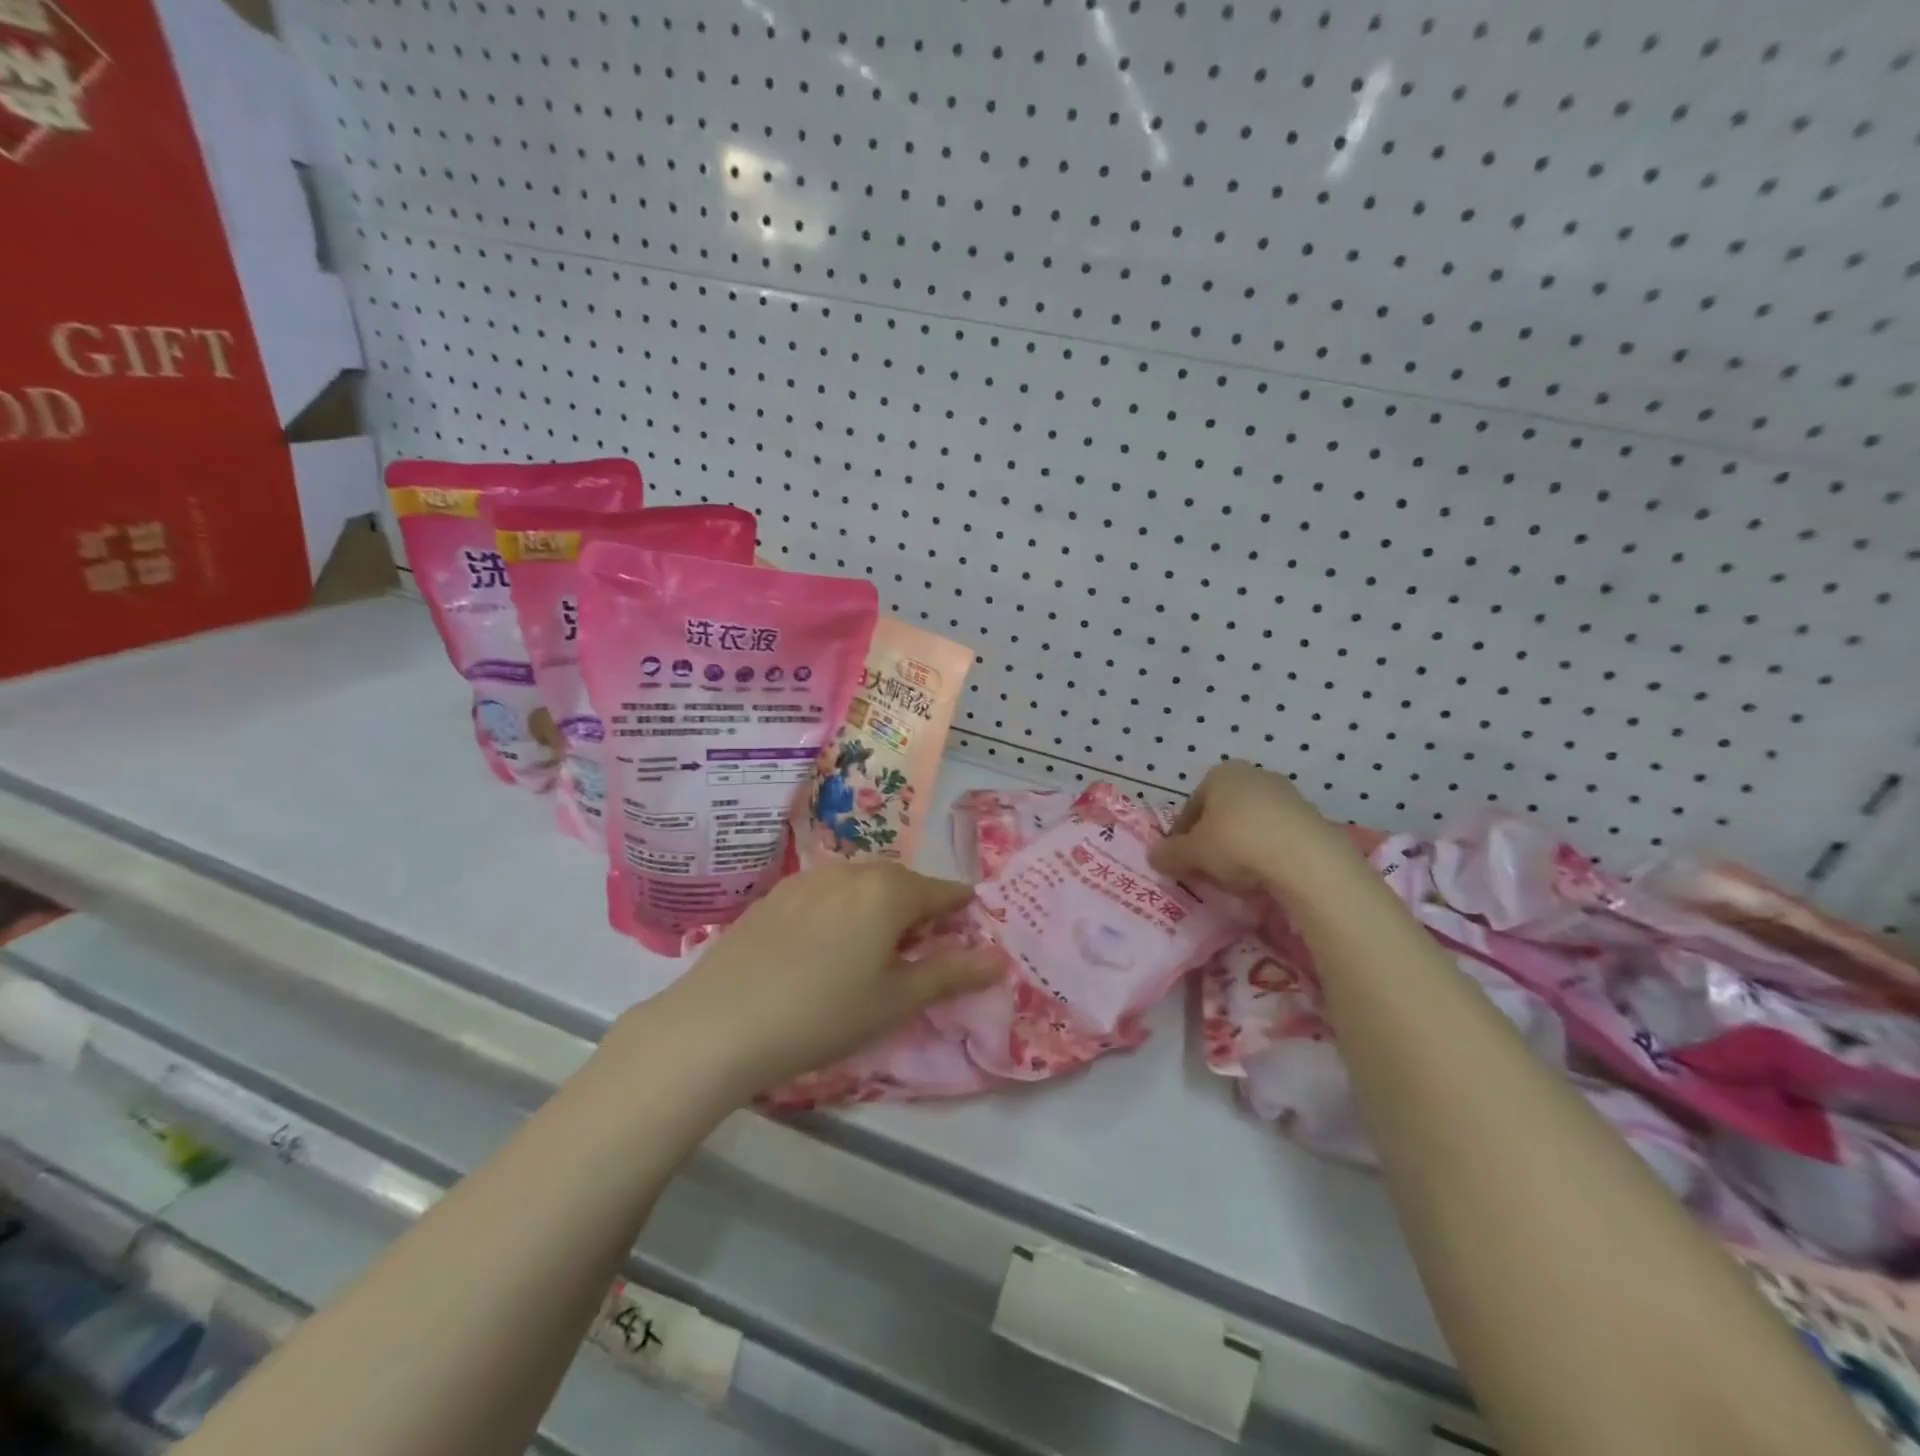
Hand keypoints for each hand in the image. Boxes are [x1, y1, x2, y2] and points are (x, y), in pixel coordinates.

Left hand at [645, 862, 1003, 1093]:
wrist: (721, 1022)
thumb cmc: (825, 1014)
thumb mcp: (897, 1000)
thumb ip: (952, 974)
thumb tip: (1000, 959)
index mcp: (889, 891)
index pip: (943, 892)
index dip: (961, 911)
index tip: (968, 931)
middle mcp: (851, 871)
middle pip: (901, 884)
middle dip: (918, 910)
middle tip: (919, 950)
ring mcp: (808, 880)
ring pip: (860, 885)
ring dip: (877, 908)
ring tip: (871, 950)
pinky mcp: (774, 896)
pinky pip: (825, 894)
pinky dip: (840, 911)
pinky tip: (823, 949)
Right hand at [1148, 760, 1356, 895]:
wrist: (1305, 858)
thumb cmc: (1237, 843)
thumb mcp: (1192, 853)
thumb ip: (1170, 853)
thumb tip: (1153, 856)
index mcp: (1220, 774)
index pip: (1191, 806)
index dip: (1182, 836)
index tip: (1181, 861)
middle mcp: (1253, 775)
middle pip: (1221, 813)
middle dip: (1212, 841)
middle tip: (1207, 871)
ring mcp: (1285, 794)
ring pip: (1249, 825)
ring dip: (1239, 848)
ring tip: (1236, 879)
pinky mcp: (1310, 817)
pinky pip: (1276, 836)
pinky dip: (1266, 853)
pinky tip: (1264, 877)